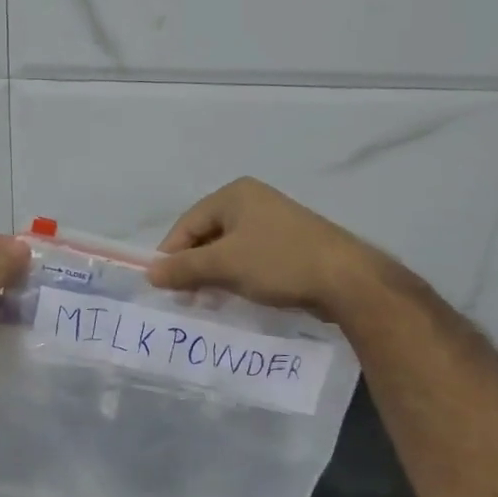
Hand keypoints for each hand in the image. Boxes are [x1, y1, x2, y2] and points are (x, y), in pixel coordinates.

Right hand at [146, 177, 391, 322]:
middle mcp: (253, 201)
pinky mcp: (290, 244)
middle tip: (186, 297)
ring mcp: (274, 221)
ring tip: (209, 301)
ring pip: (229, 249)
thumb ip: (184, 268)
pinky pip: (250, 258)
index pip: (188, 223)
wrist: (347, 279)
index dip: (171, 254)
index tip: (163, 286)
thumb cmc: (278, 262)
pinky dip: (238, 275)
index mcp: (234, 195)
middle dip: (193, 266)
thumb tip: (150, 273)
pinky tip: (237, 296)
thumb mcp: (224, 265)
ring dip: (215, 274)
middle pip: (207, 235)